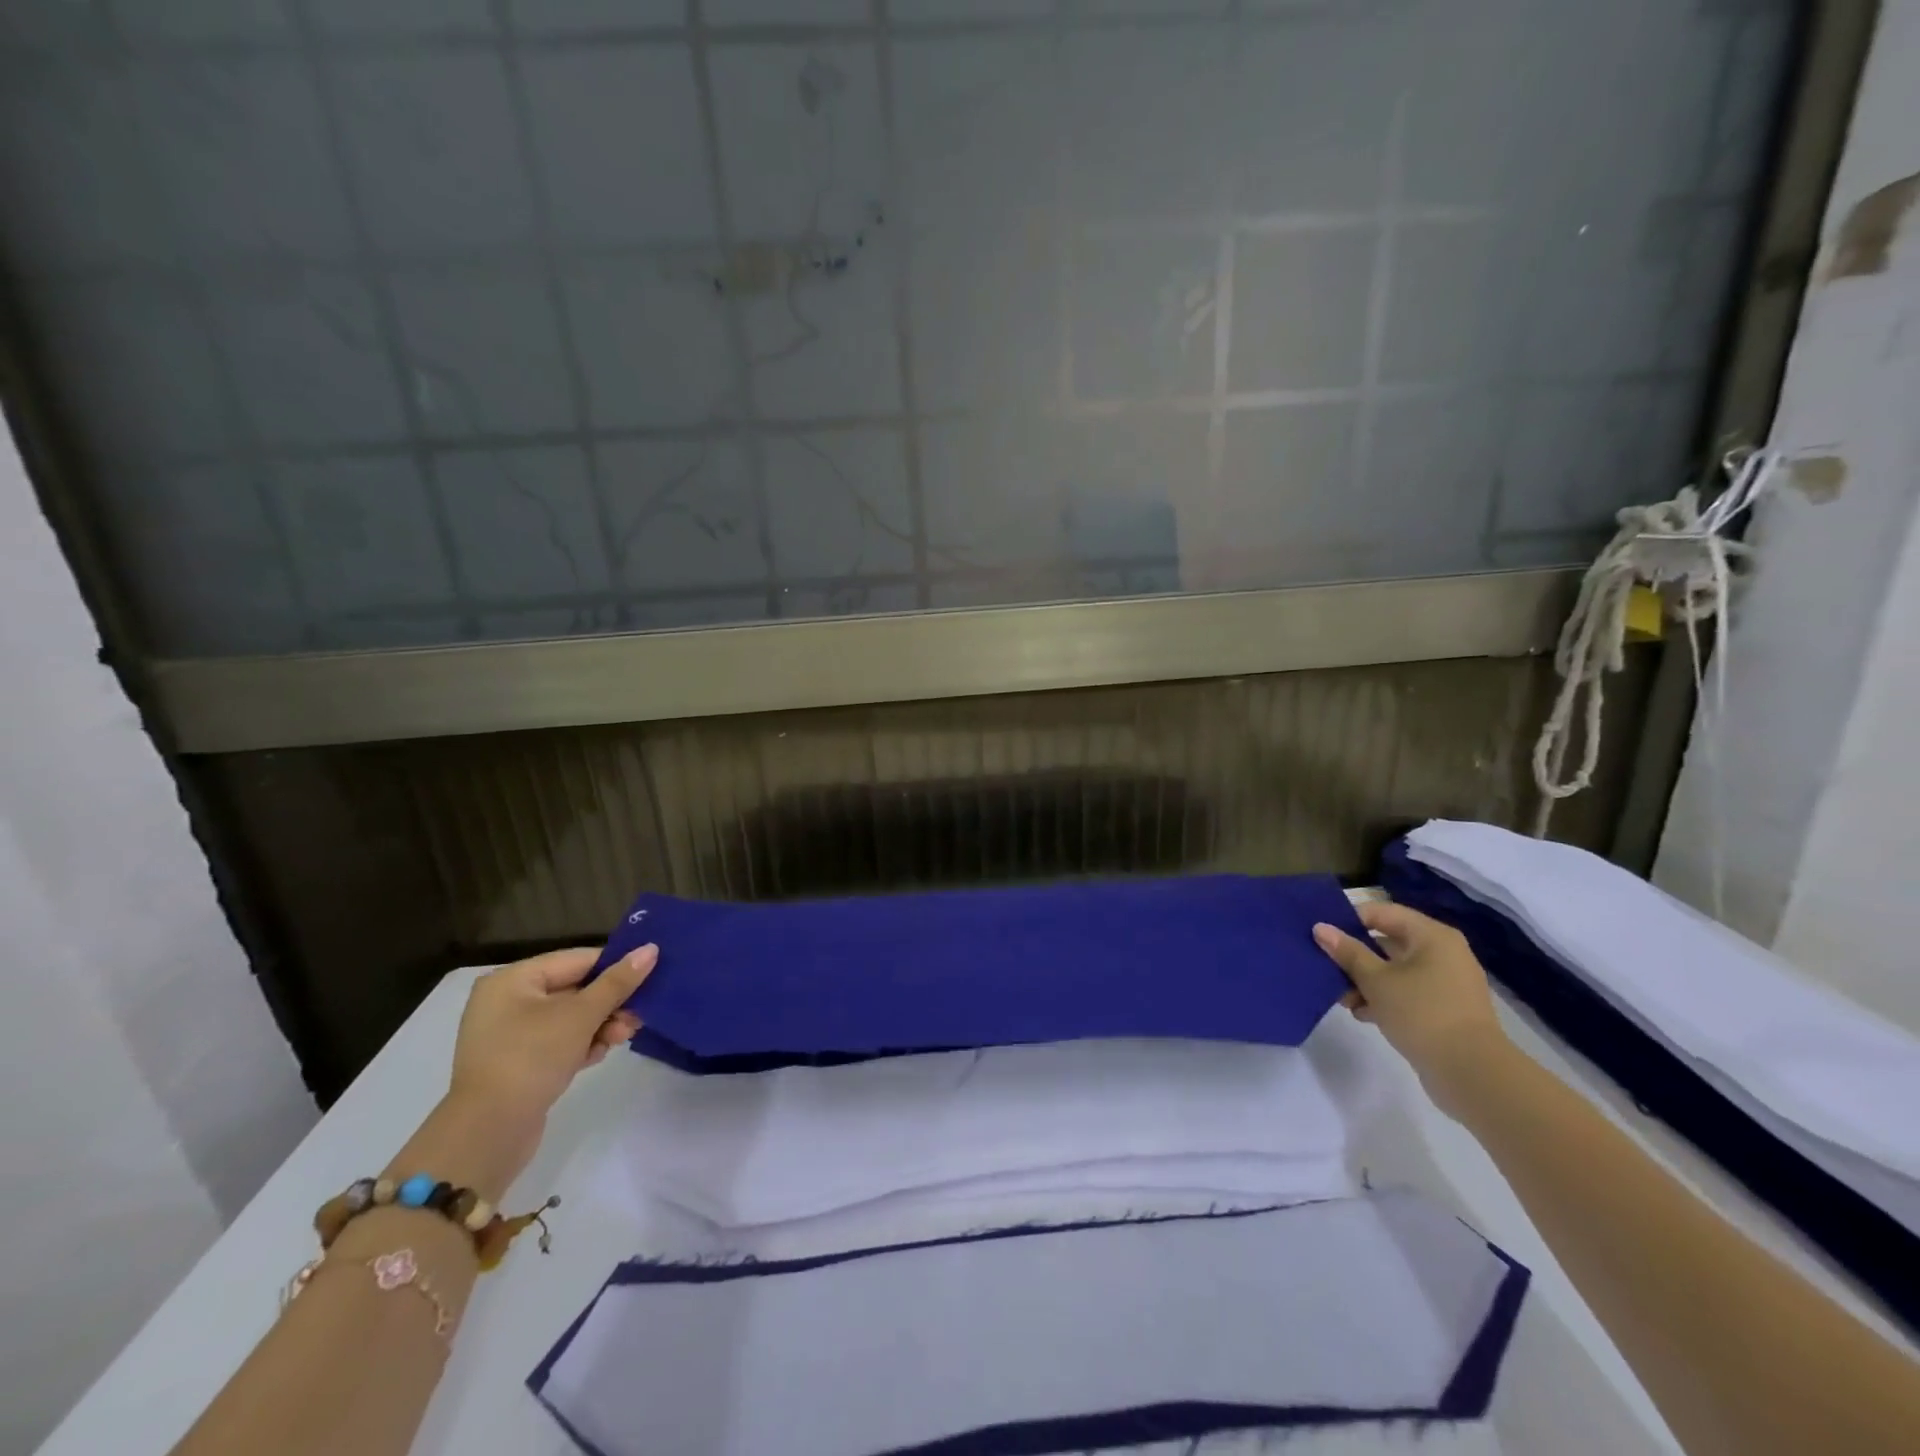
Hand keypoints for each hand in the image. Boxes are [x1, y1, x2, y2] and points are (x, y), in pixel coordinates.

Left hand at [424, 946, 657, 1194]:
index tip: (650, 979)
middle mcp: (507, 1001)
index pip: (577, 960)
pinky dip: (582, 1044)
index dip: (615, 967)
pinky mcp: (518, 1063)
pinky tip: (599, 1055)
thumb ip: (618, 982)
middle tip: (638, 1016)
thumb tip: (651, 949)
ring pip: (570, 1018)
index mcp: (513, 980)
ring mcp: (510, 1035)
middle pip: (575, 989)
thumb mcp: (581, 1016)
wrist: (488, 1134)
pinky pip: (559, 1041)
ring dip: (601, 1025)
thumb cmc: (532, 1058)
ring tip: (623, 1038)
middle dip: (610, 1003)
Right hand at [1312, 903, 1508, 1107]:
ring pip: (1394, 970)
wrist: (1471, 1073)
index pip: (1382, 913)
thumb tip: (1320, 928)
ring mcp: (1445, 983)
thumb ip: (1347, 952)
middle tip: (1326, 968)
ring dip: (1365, 981)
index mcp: (1431, 936)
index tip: (1322, 935)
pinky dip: (1384, 999)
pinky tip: (1363, 1014)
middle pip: (1387, 942)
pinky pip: (1406, 993)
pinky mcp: (1444, 1009)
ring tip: (1342, 999)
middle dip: (1354, 957)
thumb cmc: (1421, 1013)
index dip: (1349, 920)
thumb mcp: (1376, 980)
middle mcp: (1442, 953)